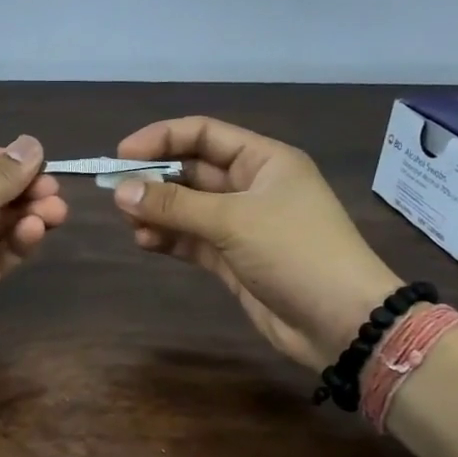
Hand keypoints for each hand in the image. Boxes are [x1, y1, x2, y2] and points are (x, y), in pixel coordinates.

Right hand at [111, 116, 401, 371]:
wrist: (341, 322)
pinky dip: (168, 238)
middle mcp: (252, 187)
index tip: (121, 154)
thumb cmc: (295, 252)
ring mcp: (242, 225)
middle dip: (155, 178)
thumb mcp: (233, 221)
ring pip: (188, 208)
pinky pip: (192, 240)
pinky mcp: (233, 260)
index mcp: (264, 160)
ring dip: (158, 211)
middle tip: (116, 192)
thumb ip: (175, 205)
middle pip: (193, 171)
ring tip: (129, 221)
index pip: (204, 134)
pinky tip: (145, 242)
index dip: (162, 138)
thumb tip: (119, 190)